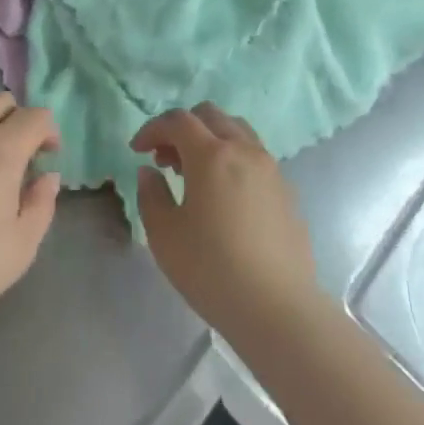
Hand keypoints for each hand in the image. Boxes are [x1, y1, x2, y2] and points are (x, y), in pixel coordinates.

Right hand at [133, 105, 319, 343]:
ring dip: (210, 139)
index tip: (137, 150)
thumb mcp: (164, 234)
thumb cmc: (212, 269)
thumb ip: (151, 194)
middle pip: (210, 116)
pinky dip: (232, 158)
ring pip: (237, 131)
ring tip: (194, 174)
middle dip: (182, 129)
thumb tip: (150, 172)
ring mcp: (270, 168)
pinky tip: (224, 195)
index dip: (152, 129)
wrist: (278, 309)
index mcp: (211, 154)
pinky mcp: (286, 190)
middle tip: (165, 159)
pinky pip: (254, 156)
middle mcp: (244, 150)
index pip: (177, 121)